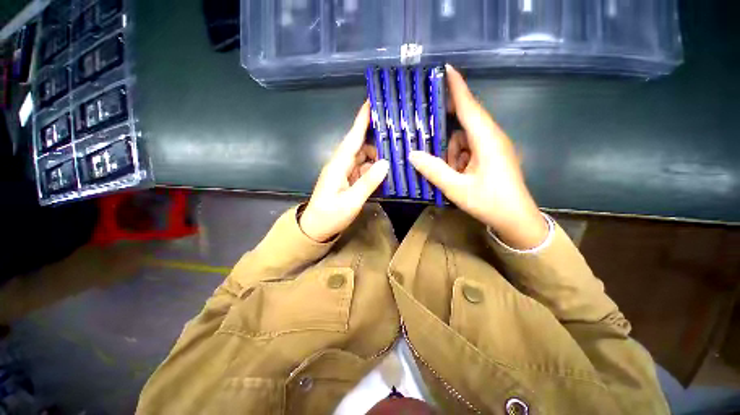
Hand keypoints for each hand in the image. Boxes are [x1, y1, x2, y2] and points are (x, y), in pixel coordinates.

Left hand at [299, 101, 389, 241]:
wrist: (316, 228)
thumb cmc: (330, 216)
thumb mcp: (351, 201)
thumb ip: (368, 182)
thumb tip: (385, 163)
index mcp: (338, 165)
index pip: (352, 138)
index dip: (361, 120)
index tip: (371, 102)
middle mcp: (341, 164)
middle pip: (360, 145)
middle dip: (376, 138)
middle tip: (397, 134)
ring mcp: (344, 172)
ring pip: (363, 157)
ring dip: (377, 155)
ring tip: (396, 153)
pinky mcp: (348, 180)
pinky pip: (363, 168)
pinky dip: (374, 168)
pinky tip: (386, 169)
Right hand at [409, 65, 547, 249]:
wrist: (515, 220)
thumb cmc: (490, 202)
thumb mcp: (457, 188)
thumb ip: (434, 170)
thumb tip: (412, 154)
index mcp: (487, 140)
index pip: (470, 106)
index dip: (457, 87)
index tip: (445, 68)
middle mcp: (491, 138)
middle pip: (464, 121)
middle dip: (444, 127)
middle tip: (424, 129)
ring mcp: (492, 148)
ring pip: (464, 138)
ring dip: (450, 151)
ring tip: (446, 170)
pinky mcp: (490, 157)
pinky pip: (468, 149)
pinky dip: (457, 158)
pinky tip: (453, 174)